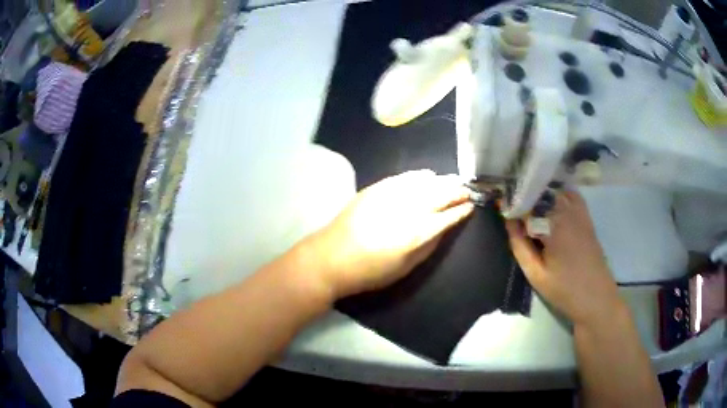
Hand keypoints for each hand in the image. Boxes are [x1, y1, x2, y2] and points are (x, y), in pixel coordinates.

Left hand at [308, 170, 473, 297]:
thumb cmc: (370, 271)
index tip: (471, 206)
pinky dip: (420, 176)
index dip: (462, 210)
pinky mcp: (377, 188)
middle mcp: (408, 209)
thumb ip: (429, 246)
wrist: (331, 257)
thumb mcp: (406, 267)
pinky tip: (428, 175)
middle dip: (457, 191)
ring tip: (454, 181)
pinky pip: (405, 177)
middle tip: (467, 190)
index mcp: (417, 233)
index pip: (448, 216)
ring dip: (443, 181)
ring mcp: (391, 195)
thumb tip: (444, 228)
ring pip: (425, 182)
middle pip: (440, 194)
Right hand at [505, 191, 623, 325]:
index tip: (503, 209)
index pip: (529, 204)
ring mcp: (580, 214)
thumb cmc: (564, 290)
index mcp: (555, 226)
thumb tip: (509, 222)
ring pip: (557, 192)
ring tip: (531, 211)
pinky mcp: (587, 219)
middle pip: (543, 194)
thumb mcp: (536, 274)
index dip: (514, 205)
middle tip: (515, 212)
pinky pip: (572, 197)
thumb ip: (520, 246)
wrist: (596, 298)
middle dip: (527, 199)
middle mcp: (569, 213)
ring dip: (542, 197)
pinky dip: (560, 196)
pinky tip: (553, 208)